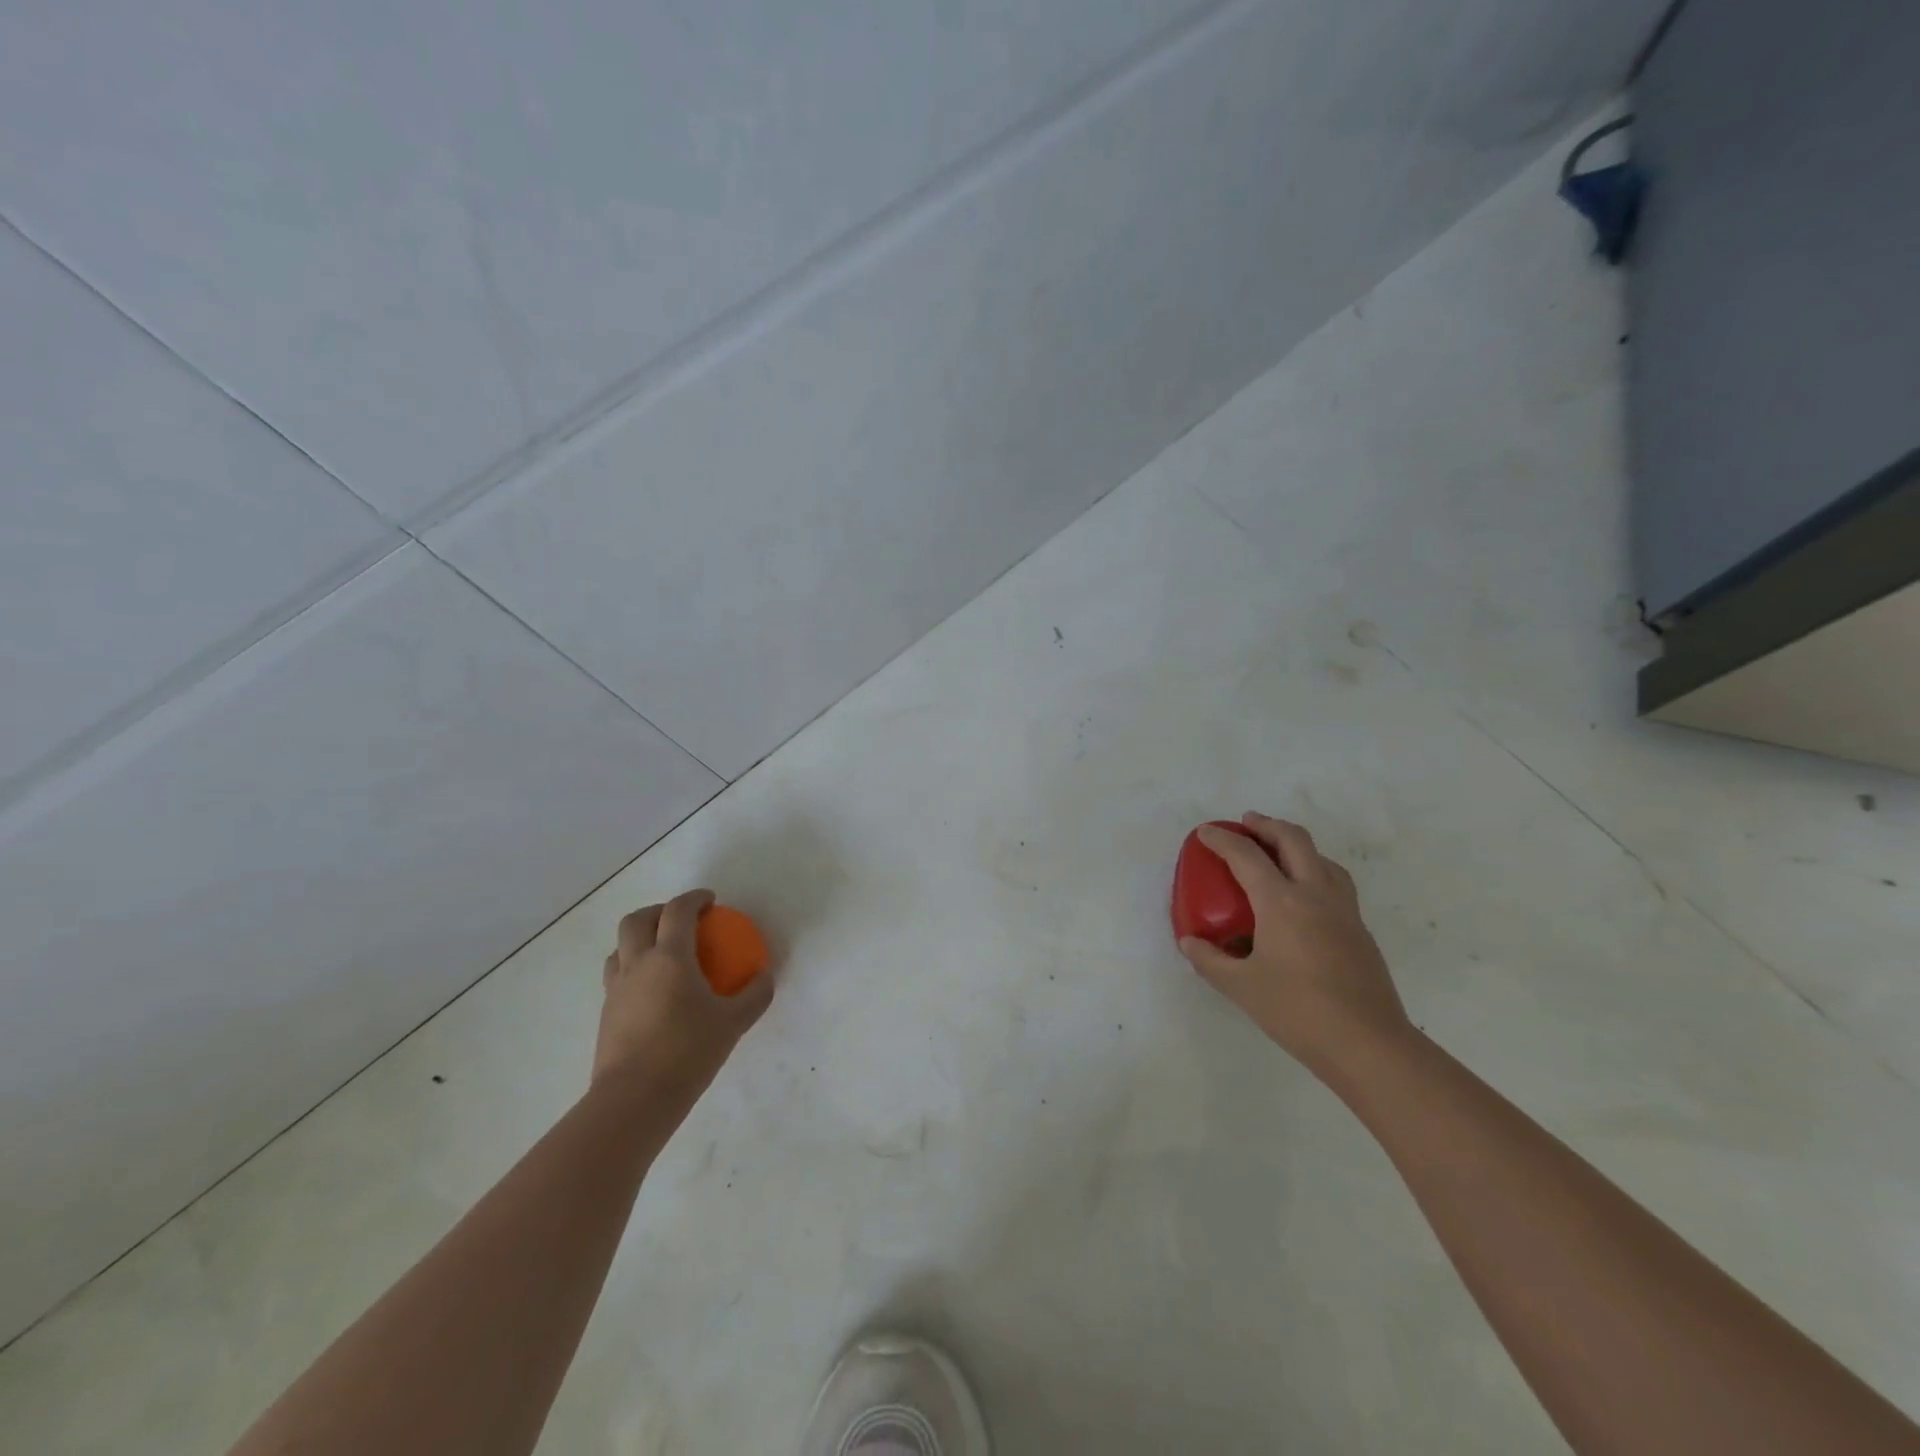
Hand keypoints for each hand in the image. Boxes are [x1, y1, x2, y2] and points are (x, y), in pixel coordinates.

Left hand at [594, 889, 773, 1108]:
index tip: (710, 901)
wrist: (634, 1100)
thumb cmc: (687, 1052)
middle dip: (658, 911)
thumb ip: (754, 995)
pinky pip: (617, 977)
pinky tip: (653, 992)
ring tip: (662, 954)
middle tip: (681, 920)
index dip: (694, 899)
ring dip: (640, 940)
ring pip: (619, 948)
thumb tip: (765, 977)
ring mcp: (616, 989)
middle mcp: (637, 965)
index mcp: (669, 958)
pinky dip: (633, 970)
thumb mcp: (733, 1023)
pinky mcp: (606, 1014)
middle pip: (636, 920)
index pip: (678, 911)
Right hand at [1178, 813, 1410, 1081]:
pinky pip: (1335, 883)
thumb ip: (1210, 960)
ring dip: (1296, 845)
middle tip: (1247, 823)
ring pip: (1322, 858)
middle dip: (1267, 825)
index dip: (1223, 839)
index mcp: (1282, 902)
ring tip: (1277, 854)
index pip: (1246, 856)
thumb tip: (1190, 941)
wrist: (1369, 1044)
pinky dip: (1314, 871)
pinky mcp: (1359, 930)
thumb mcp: (1240, 987)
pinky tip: (1303, 897)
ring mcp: (1344, 910)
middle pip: (1294, 840)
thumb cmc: (1297, 1011)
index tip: (1205, 832)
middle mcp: (1315, 894)